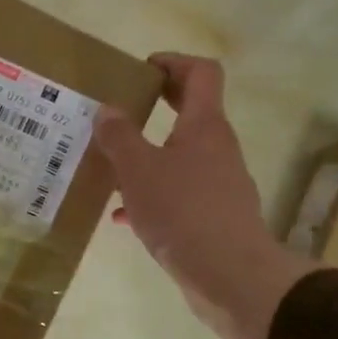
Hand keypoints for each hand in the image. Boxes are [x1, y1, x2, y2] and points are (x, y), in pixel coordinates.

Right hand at [94, 54, 316, 338]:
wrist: (229, 276)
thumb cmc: (182, 212)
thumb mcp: (138, 170)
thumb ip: (119, 137)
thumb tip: (108, 109)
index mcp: (204, 126)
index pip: (201, 73)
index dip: (173, 62)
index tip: (141, 70)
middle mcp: (217, 148)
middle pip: (192, 110)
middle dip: (157, 104)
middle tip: (122, 108)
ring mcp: (218, 183)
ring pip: (180, 154)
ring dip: (148, 153)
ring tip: (111, 165)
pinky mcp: (213, 215)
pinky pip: (178, 192)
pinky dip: (151, 194)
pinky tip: (122, 216)